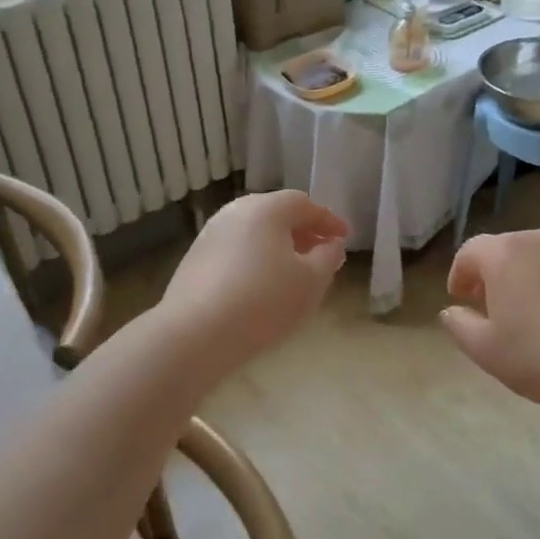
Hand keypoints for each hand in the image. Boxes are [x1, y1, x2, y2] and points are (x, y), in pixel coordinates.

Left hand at [158, 191, 347, 372]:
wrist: (195, 334)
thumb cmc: (263, 301)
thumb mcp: (311, 282)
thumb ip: (328, 258)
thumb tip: (331, 244)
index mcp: (266, 208)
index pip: (304, 204)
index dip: (329, 220)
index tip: (345, 239)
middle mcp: (235, 212)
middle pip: (276, 214)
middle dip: (302, 232)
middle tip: (321, 254)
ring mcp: (210, 234)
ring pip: (254, 232)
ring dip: (278, 247)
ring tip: (293, 273)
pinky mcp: (194, 259)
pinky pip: (235, 250)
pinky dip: (255, 259)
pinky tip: (261, 287)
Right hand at [440, 229, 539, 414]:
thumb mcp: (485, 350)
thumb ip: (459, 325)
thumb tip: (452, 311)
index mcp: (504, 253)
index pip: (470, 251)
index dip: (460, 274)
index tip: (461, 299)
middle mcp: (538, 240)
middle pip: (506, 250)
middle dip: (494, 274)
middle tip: (493, 307)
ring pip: (539, 258)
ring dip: (528, 278)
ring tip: (531, 313)